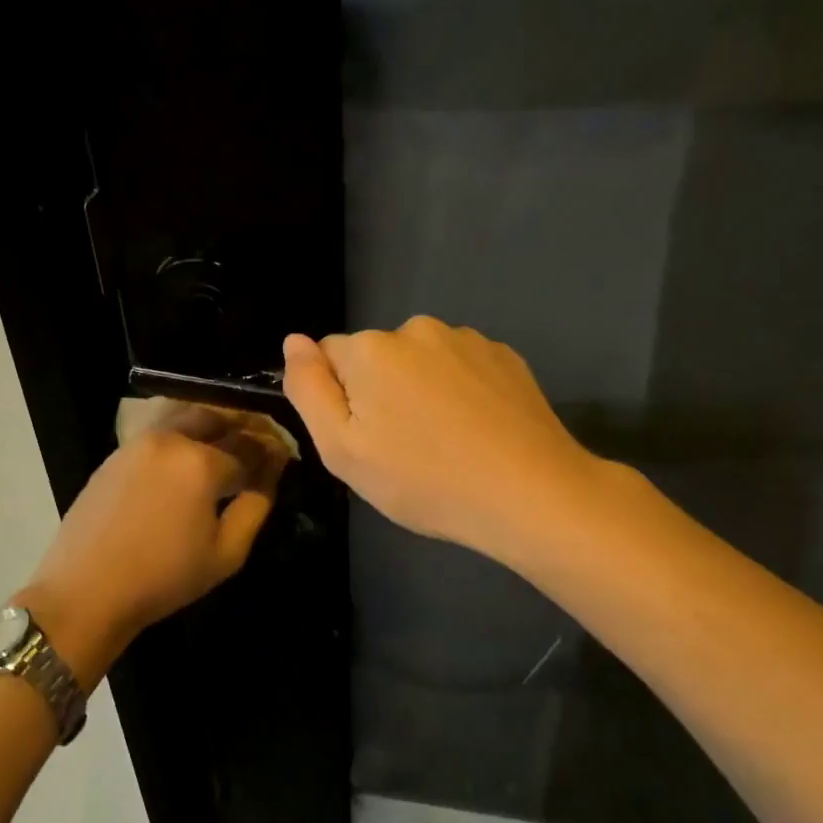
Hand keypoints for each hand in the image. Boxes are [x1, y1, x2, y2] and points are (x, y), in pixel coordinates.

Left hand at [16, 405, 286, 685]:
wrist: (86, 591)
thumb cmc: (164, 578)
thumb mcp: (226, 552)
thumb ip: (256, 505)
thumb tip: (271, 473)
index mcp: (202, 462)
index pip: (249, 446)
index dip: (270, 452)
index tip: (283, 457)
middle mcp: (172, 439)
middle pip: (217, 418)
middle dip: (242, 428)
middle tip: (256, 447)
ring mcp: (138, 442)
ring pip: (185, 418)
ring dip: (211, 426)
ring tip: (224, 449)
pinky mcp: (116, 454)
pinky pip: (159, 432)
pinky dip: (182, 435)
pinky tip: (186, 461)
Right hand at [281, 317, 600, 561]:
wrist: (529, 494)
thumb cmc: (424, 480)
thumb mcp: (343, 450)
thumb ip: (309, 390)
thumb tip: (294, 341)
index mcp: (371, 349)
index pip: (329, 357)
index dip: (338, 400)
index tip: (364, 439)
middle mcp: (417, 329)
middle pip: (376, 357)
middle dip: (379, 393)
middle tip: (402, 449)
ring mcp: (467, 339)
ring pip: (420, 362)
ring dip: (420, 390)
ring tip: (444, 443)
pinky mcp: (505, 356)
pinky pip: (460, 367)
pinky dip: (459, 391)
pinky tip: (476, 431)